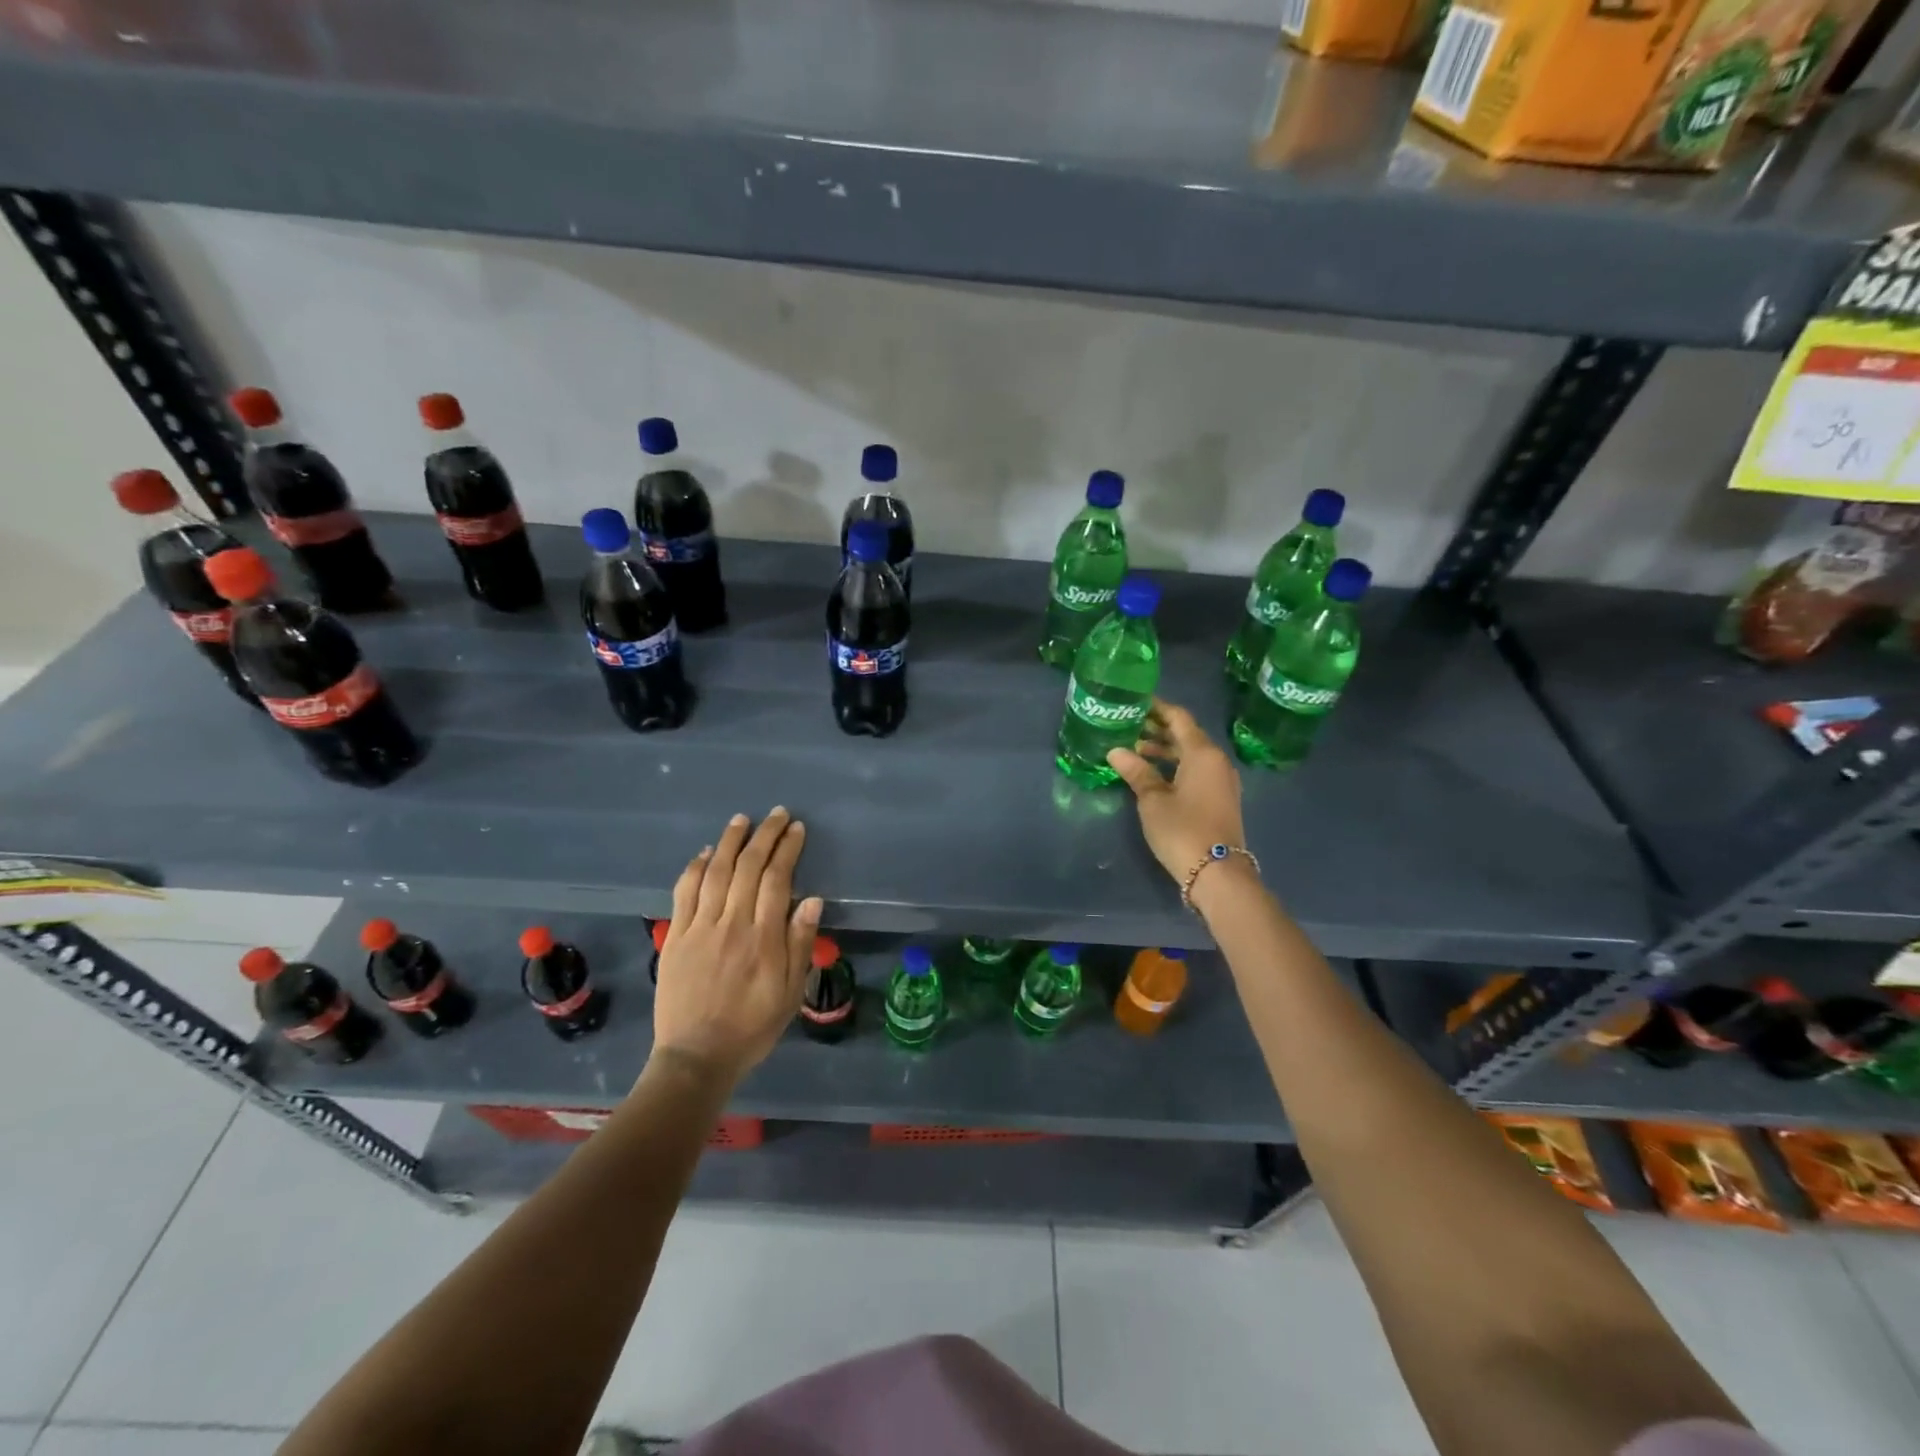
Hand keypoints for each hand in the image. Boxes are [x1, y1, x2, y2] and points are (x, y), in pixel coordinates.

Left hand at [652, 807, 822, 1085]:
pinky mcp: (676, 937)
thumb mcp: (790, 993)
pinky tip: (705, 852)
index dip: (787, 849)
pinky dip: (695, 867)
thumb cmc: (752, 1027)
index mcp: (764, 938)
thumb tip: (812, 900)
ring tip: (742, 819)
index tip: (796, 829)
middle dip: (764, 835)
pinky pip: (684, 893)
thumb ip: (800, 944)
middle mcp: (732, 924)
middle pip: (748, 867)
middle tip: (777, 814)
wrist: (696, 1057)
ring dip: (730, 841)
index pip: (777, 880)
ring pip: (715, 872)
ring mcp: (700, 928)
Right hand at [1107, 699, 1248, 897]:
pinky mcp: (1220, 799)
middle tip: (1128, 727)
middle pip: (1186, 735)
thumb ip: (1136, 772)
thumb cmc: (1182, 829)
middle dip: (1158, 730)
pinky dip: (1175, 767)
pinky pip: (1196, 771)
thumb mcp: (1153, 800)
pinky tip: (1153, 775)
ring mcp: (1221, 781)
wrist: (1217, 873)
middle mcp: (1216, 761)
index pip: (1179, 718)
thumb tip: (1115, 751)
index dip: (1158, 708)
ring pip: (1191, 755)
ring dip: (1165, 751)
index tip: (1136, 702)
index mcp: (1202, 753)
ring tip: (1134, 752)